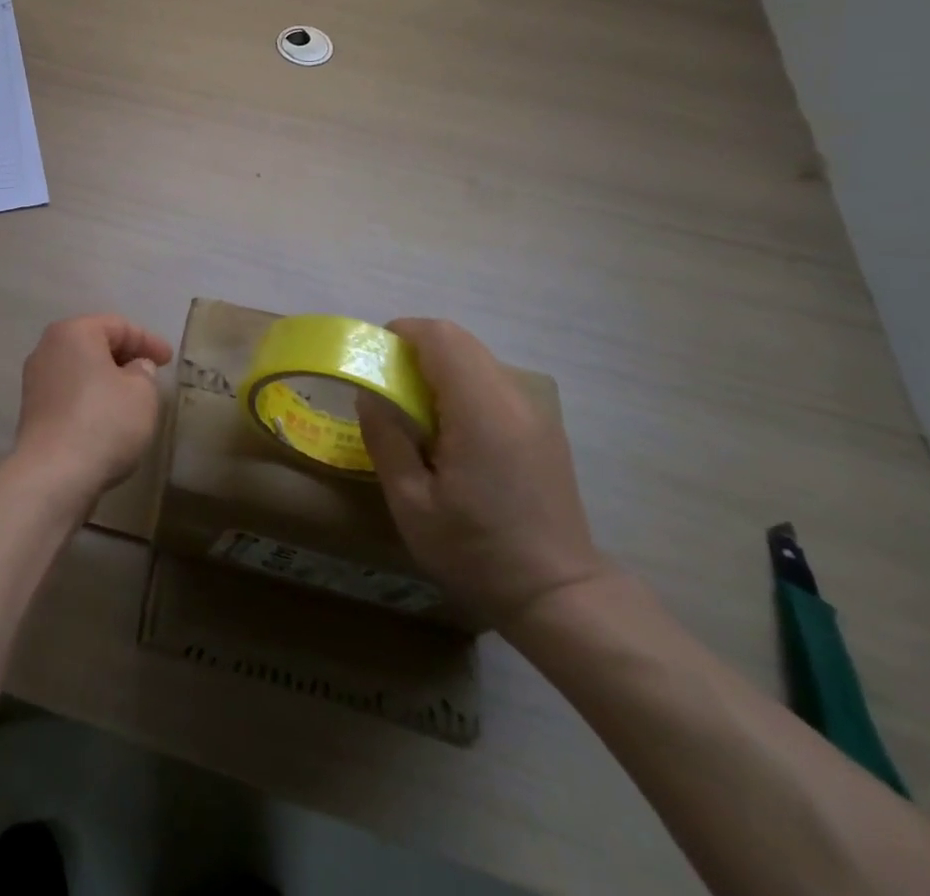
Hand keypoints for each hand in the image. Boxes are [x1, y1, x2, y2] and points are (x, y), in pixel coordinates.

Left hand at [12, 315, 173, 512]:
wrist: (54, 475)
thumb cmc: (104, 422)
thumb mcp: (143, 392)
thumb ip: (144, 372)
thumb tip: (135, 369)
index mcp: (73, 332)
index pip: (118, 325)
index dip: (148, 340)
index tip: (169, 360)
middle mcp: (47, 349)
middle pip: (94, 344)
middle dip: (125, 357)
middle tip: (151, 373)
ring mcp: (36, 381)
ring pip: (80, 370)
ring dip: (106, 379)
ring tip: (132, 397)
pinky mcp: (33, 412)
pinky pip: (70, 394)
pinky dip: (91, 399)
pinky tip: (108, 418)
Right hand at [358, 318, 608, 631]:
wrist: (560, 596)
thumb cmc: (477, 552)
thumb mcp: (411, 504)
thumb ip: (386, 439)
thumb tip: (369, 395)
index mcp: (480, 410)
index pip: (440, 337)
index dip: (401, 334)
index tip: (374, 361)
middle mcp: (513, 397)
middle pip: (458, 341)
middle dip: (415, 351)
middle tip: (388, 389)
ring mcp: (534, 410)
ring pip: (476, 359)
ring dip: (439, 368)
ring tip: (417, 414)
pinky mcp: (542, 426)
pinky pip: (493, 382)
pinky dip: (462, 386)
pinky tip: (452, 433)